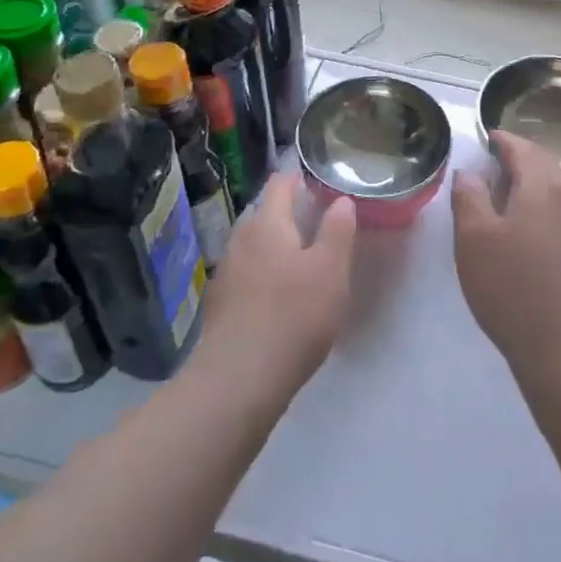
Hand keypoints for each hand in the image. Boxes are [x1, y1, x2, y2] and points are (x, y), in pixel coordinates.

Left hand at [196, 172, 357, 403]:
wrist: (237, 382)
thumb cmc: (293, 316)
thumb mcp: (331, 270)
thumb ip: (338, 230)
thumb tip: (340, 200)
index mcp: (267, 224)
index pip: (279, 185)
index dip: (298, 179)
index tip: (317, 183)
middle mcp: (240, 241)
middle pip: (265, 216)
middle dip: (288, 216)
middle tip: (318, 224)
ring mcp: (226, 274)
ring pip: (254, 248)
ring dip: (275, 248)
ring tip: (302, 261)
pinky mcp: (220, 307)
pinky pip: (246, 277)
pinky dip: (263, 276)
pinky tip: (278, 298)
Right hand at [452, 131, 560, 384]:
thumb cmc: (513, 288)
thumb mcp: (474, 240)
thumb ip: (469, 197)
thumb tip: (469, 171)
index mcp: (542, 186)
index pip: (522, 148)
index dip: (502, 139)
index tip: (486, 136)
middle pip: (545, 162)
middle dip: (521, 155)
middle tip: (495, 159)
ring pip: (560, 185)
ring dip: (536, 178)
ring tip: (511, 187)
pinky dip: (551, 200)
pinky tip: (540, 217)